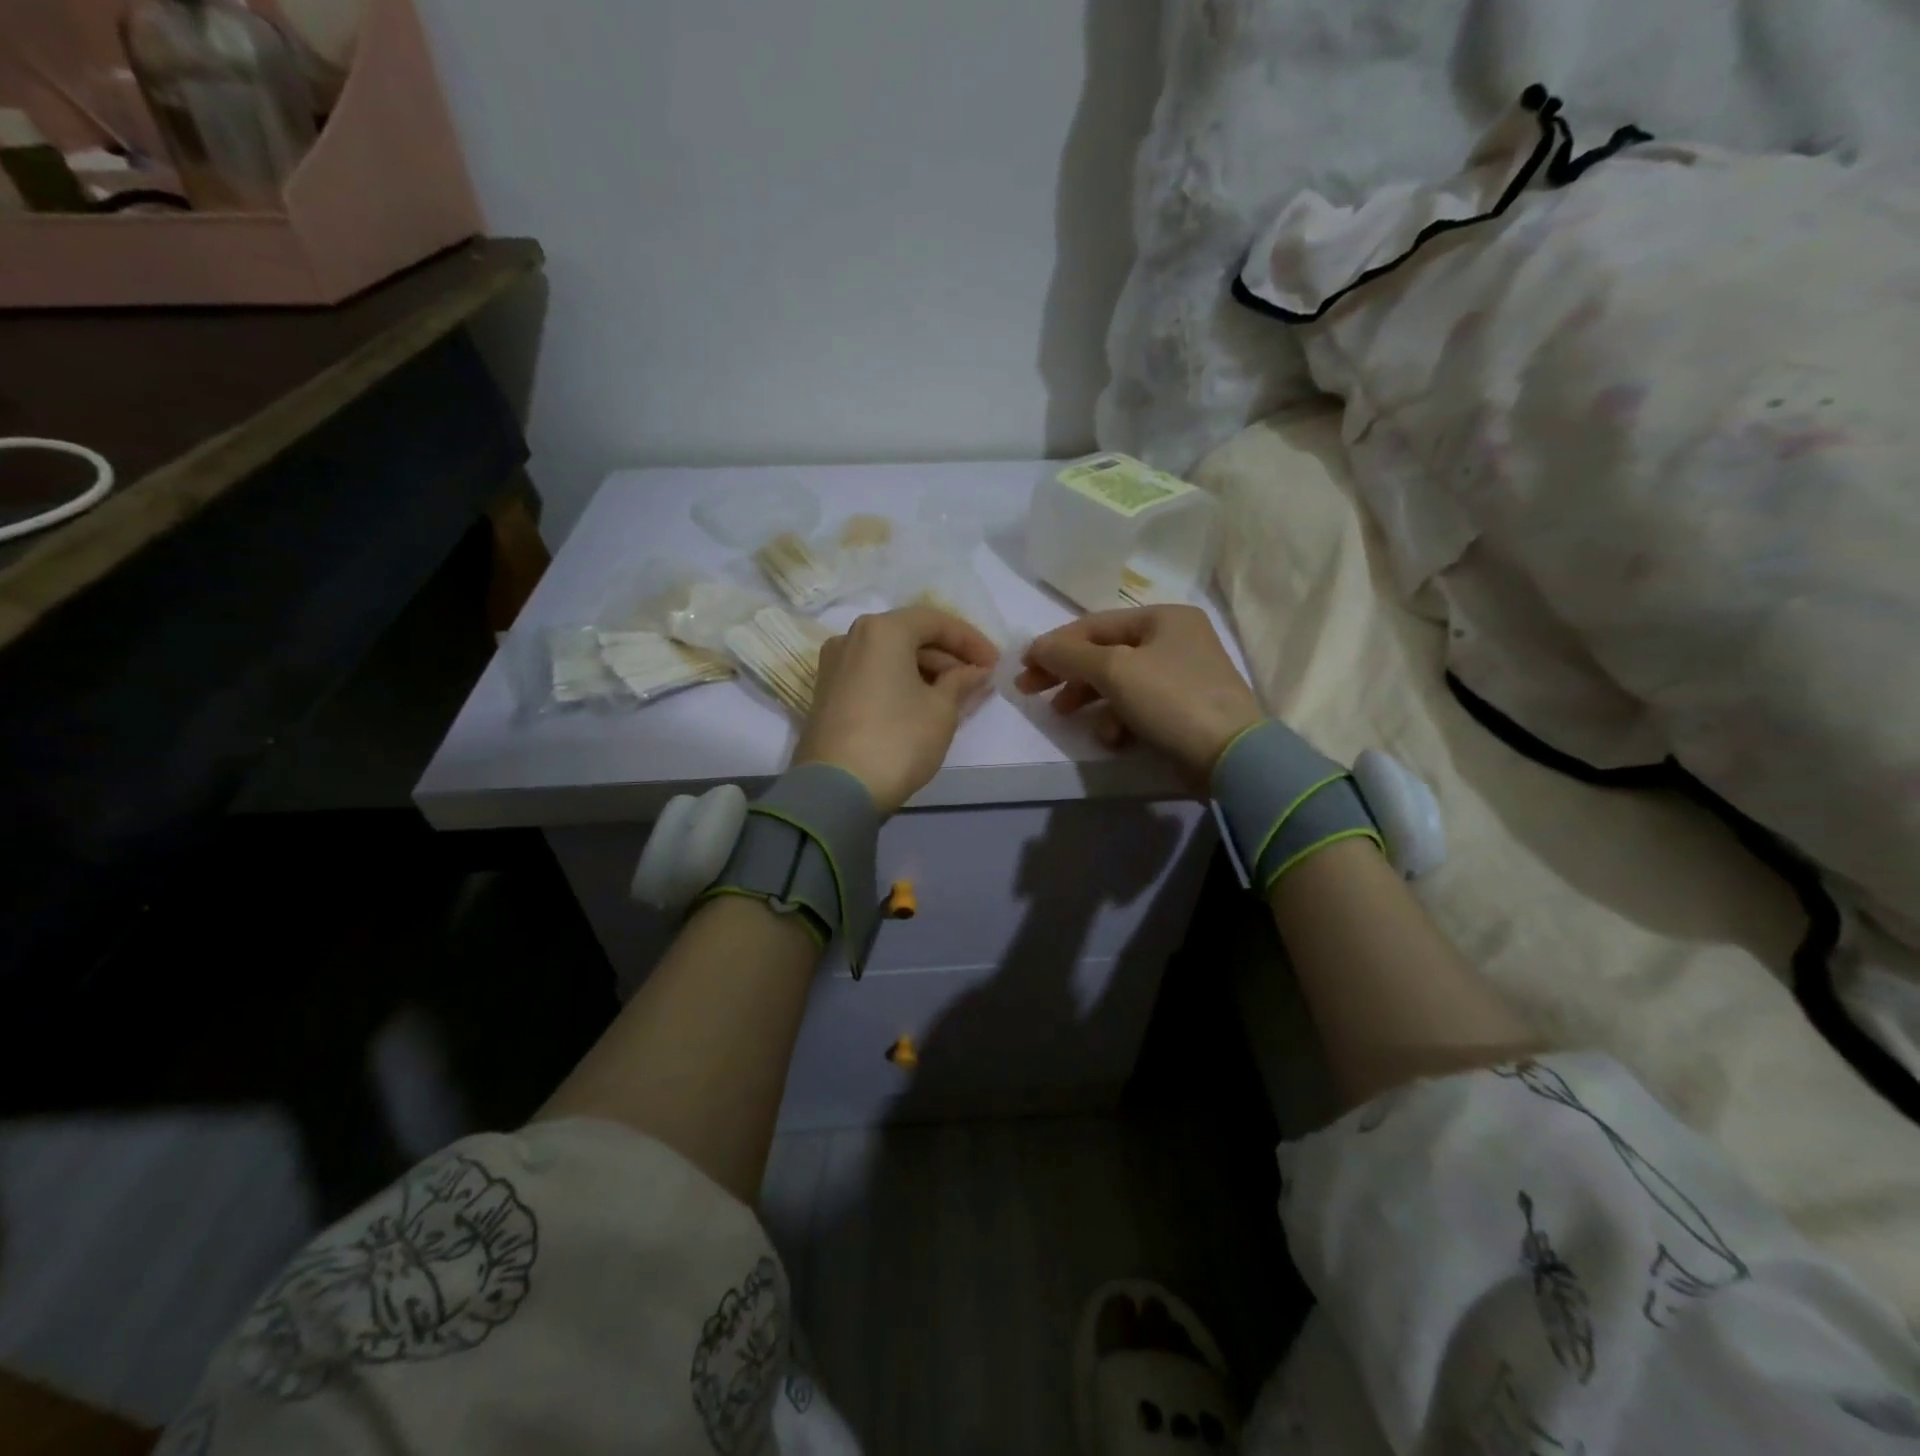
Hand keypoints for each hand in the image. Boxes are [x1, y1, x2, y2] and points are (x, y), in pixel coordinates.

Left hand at [794, 606, 998, 814]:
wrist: (837, 789)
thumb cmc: (898, 740)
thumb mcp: (942, 710)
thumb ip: (962, 682)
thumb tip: (976, 672)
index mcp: (882, 630)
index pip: (936, 621)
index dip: (971, 640)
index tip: (995, 663)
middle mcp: (852, 637)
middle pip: (910, 636)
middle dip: (947, 656)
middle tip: (977, 681)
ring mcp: (834, 665)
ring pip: (890, 656)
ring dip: (925, 670)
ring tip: (956, 696)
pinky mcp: (827, 692)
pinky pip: (873, 674)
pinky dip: (900, 682)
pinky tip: (923, 703)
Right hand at [1015, 605, 1263, 783]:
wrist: (1232, 756)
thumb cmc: (1171, 699)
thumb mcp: (1115, 671)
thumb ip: (1069, 655)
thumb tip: (1036, 648)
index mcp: (1163, 617)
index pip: (1094, 625)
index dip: (1055, 644)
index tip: (1023, 667)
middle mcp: (1174, 639)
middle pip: (1104, 653)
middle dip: (1067, 674)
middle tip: (1031, 692)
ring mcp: (1181, 675)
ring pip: (1118, 682)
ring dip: (1089, 699)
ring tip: (1066, 717)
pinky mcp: (1182, 710)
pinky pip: (1137, 707)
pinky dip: (1118, 720)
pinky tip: (1112, 739)